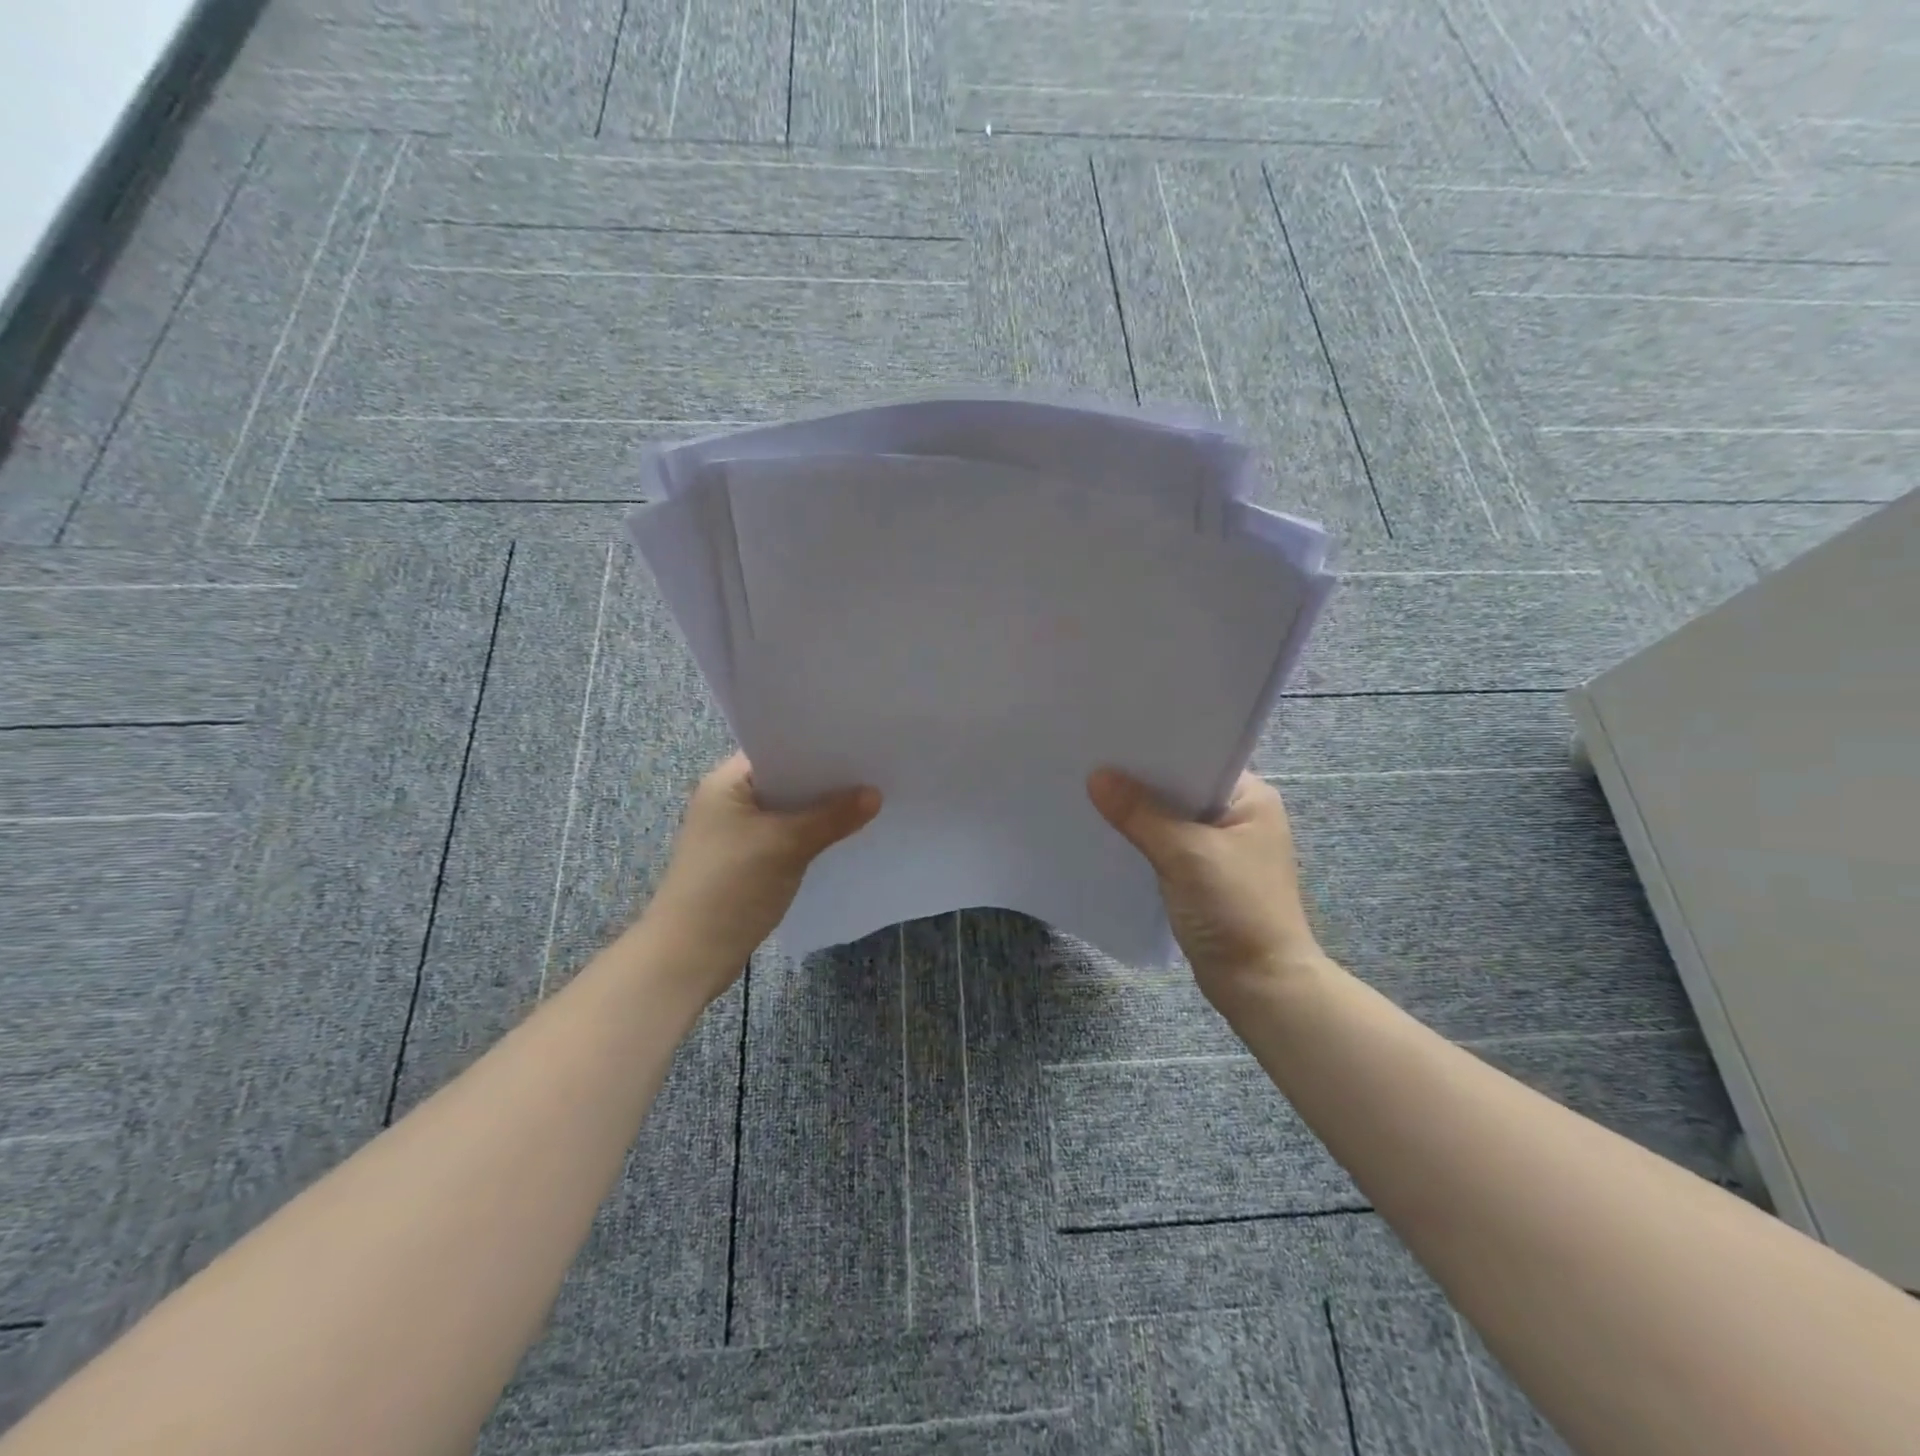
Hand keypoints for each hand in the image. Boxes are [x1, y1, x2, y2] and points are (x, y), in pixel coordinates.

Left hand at [647, 754, 880, 996]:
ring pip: (786, 813)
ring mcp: (733, 835)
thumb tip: (875, 794)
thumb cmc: (731, 886)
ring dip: (817, 812)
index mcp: (725, 784)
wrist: (689, 955)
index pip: (776, 750)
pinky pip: (783, 839)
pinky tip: (840, 839)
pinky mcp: (743, 864)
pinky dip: (808, 837)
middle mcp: (726, 803)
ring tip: (866, 802)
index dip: (815, 747)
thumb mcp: (787, 845)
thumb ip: (832, 817)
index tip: (857, 745)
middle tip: (871, 772)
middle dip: (823, 782)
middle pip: (784, 782)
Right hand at [1088, 769, 1328, 1013]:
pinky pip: (1166, 845)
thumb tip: (1097, 776)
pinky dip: (1143, 840)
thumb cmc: (1235, 909)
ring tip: (1091, 790)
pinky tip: (1109, 832)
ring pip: (1171, 818)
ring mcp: (1221, 848)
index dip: (1157, 749)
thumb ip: (1140, 814)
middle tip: (1091, 760)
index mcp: (1251, 798)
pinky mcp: (1203, 875)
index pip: (1198, 758)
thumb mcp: (1185, 853)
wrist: (1259, 985)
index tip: (1113, 737)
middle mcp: (1239, 816)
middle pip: (1180, 788)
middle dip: (1141, 780)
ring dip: (1139, 812)